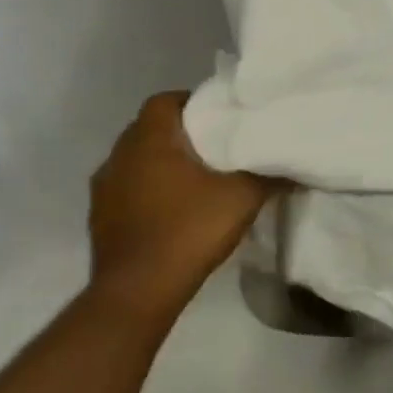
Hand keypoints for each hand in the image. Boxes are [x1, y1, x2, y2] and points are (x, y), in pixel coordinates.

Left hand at [87, 92, 283, 324]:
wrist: (137, 292)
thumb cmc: (189, 230)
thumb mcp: (243, 197)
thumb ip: (268, 174)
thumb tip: (292, 162)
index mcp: (149, 141)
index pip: (164, 101)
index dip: (191, 102)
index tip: (218, 116)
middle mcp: (118, 157)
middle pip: (148, 129)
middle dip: (179, 133)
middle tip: (214, 146)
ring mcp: (103, 189)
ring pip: (135, 160)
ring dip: (160, 163)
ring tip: (195, 178)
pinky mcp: (99, 218)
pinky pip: (126, 189)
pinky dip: (147, 190)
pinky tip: (173, 209)